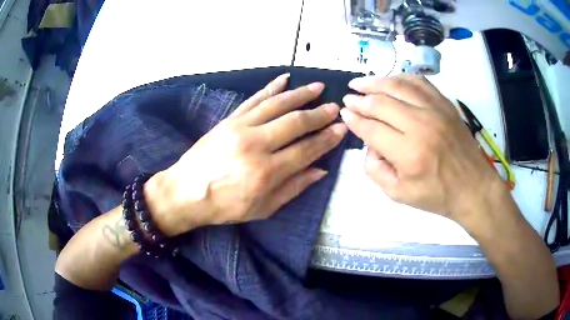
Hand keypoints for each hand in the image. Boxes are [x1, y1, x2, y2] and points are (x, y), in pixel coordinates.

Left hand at [145, 74, 346, 235]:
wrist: (185, 192)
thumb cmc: (224, 206)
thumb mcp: (262, 208)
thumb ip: (293, 188)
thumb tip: (320, 170)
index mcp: (266, 172)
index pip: (306, 149)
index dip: (327, 139)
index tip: (341, 129)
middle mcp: (256, 145)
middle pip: (295, 122)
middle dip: (318, 114)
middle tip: (334, 107)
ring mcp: (240, 128)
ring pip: (277, 105)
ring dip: (300, 94)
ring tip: (317, 87)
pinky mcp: (229, 120)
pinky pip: (254, 99)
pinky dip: (271, 88)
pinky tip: (284, 79)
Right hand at [340, 75, 503, 222]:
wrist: (472, 187)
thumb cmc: (437, 195)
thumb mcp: (398, 194)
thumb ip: (375, 170)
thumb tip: (367, 144)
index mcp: (409, 153)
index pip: (371, 128)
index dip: (354, 119)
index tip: (344, 113)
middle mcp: (421, 125)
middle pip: (381, 103)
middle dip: (360, 99)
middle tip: (348, 97)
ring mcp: (435, 110)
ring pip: (398, 86)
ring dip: (376, 82)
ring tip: (361, 82)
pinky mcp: (445, 104)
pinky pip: (419, 82)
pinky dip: (401, 78)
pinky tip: (390, 80)